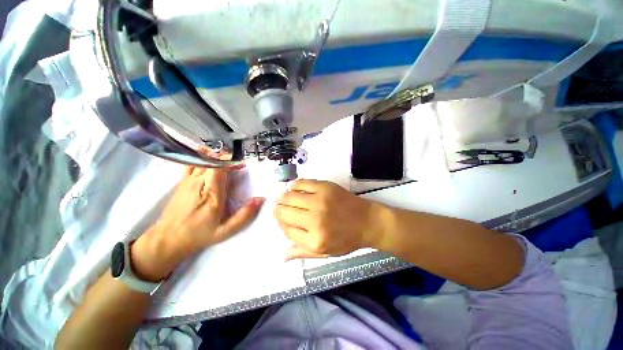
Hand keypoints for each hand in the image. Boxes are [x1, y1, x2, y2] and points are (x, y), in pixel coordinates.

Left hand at [131, 166, 264, 280]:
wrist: (169, 238)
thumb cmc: (200, 234)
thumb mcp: (225, 230)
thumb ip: (244, 215)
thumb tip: (260, 199)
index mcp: (211, 194)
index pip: (218, 167)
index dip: (231, 161)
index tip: (242, 164)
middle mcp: (198, 183)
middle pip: (212, 160)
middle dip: (227, 158)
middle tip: (239, 164)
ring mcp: (188, 180)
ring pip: (202, 159)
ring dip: (217, 156)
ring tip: (227, 161)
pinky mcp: (182, 181)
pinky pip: (191, 162)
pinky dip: (202, 156)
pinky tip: (210, 157)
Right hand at [274, 180, 383, 260]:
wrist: (368, 221)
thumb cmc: (347, 239)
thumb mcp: (326, 252)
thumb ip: (303, 253)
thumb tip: (282, 255)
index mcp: (314, 240)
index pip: (286, 229)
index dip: (280, 223)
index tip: (281, 219)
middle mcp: (315, 219)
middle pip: (285, 212)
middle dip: (278, 209)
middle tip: (279, 207)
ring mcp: (320, 200)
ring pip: (290, 196)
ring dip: (283, 197)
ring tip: (284, 198)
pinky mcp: (325, 187)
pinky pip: (302, 183)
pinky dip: (294, 185)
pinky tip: (295, 189)